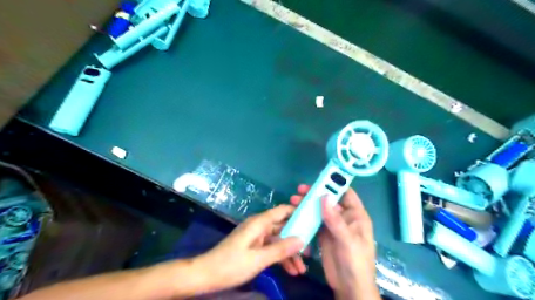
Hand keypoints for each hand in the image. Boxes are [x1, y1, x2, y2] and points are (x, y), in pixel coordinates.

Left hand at [196, 204, 304, 292]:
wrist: (206, 275)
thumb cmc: (231, 264)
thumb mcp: (258, 259)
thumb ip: (280, 249)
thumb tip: (302, 239)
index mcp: (259, 223)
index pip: (282, 211)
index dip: (298, 212)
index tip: (313, 220)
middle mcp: (260, 226)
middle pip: (283, 227)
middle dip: (297, 239)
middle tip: (311, 252)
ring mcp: (257, 237)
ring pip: (279, 240)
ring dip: (290, 253)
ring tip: (302, 269)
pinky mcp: (254, 247)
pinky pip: (271, 248)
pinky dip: (280, 258)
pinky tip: (291, 271)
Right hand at [286, 186, 377, 299]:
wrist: (349, 287)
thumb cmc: (356, 263)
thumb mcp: (347, 240)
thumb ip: (336, 220)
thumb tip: (324, 197)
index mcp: (356, 216)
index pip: (347, 194)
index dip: (335, 184)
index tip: (320, 178)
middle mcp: (345, 217)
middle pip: (329, 200)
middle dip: (316, 193)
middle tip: (301, 190)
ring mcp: (333, 225)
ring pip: (320, 209)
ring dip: (308, 204)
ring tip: (294, 200)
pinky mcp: (323, 234)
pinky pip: (314, 220)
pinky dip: (306, 215)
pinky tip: (296, 213)